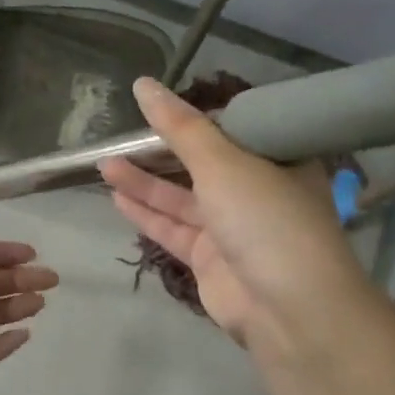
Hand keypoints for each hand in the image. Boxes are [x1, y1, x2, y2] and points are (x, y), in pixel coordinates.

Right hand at [102, 78, 367, 376]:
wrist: (289, 310)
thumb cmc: (265, 218)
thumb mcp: (222, 162)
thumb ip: (179, 127)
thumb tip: (143, 84)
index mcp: (276, 160)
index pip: (232, 129)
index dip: (195, 118)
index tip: (159, 107)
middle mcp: (257, 190)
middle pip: (201, 164)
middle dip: (160, 152)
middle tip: (121, 137)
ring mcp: (233, 228)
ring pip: (182, 198)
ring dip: (144, 182)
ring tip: (105, 163)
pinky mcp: (211, 260)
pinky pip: (174, 229)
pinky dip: (147, 214)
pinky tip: (116, 197)